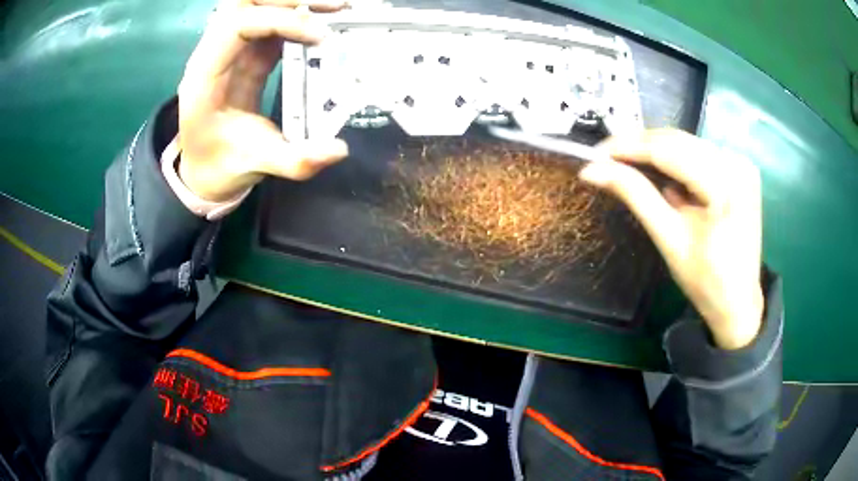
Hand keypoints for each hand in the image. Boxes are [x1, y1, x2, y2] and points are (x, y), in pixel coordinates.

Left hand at [177, 0, 349, 201]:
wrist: (204, 170)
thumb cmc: (220, 166)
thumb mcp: (255, 166)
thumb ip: (295, 161)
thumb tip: (339, 150)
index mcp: (205, 76)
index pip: (238, 24)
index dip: (280, 21)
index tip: (321, 37)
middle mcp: (214, 53)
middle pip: (247, 2)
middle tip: (336, 6)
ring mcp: (230, 50)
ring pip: (259, 5)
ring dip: (296, 3)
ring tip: (337, 8)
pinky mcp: (246, 53)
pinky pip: (271, 22)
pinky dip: (298, 16)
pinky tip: (324, 22)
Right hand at [580, 129, 763, 349]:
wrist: (738, 302)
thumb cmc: (706, 281)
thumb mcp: (669, 239)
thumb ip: (635, 195)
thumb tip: (593, 170)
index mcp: (726, 185)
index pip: (669, 151)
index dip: (629, 147)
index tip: (596, 152)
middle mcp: (736, 164)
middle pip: (679, 141)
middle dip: (640, 146)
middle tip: (607, 158)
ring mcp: (740, 164)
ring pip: (687, 143)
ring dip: (656, 151)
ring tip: (628, 165)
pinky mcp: (739, 169)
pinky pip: (699, 153)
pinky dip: (675, 159)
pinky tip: (662, 174)